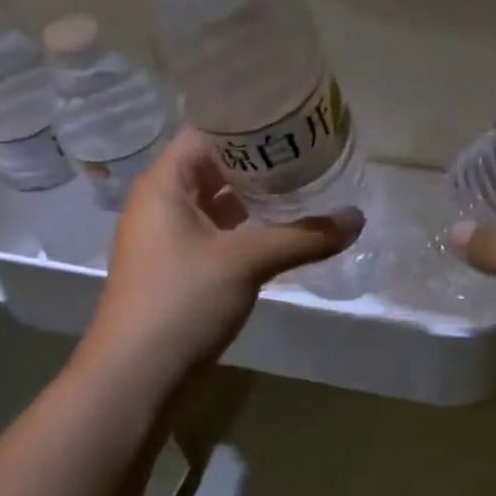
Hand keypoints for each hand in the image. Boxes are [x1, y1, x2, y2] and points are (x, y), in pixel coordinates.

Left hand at [76, 129, 363, 395]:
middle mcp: (164, 203)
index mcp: (165, 184)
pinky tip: (288, 229)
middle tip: (313, 150)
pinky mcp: (184, 269)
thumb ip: (304, 236)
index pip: (207, 132)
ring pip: (221, 203)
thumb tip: (358, 219)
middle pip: (217, 166)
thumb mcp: (245, 261)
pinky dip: (252, 229)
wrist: (137, 377)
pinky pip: (222, 234)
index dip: (248, 121)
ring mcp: (172, 238)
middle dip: (263, 160)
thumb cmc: (181, 302)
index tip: (294, 118)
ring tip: (310, 183)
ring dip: (259, 197)